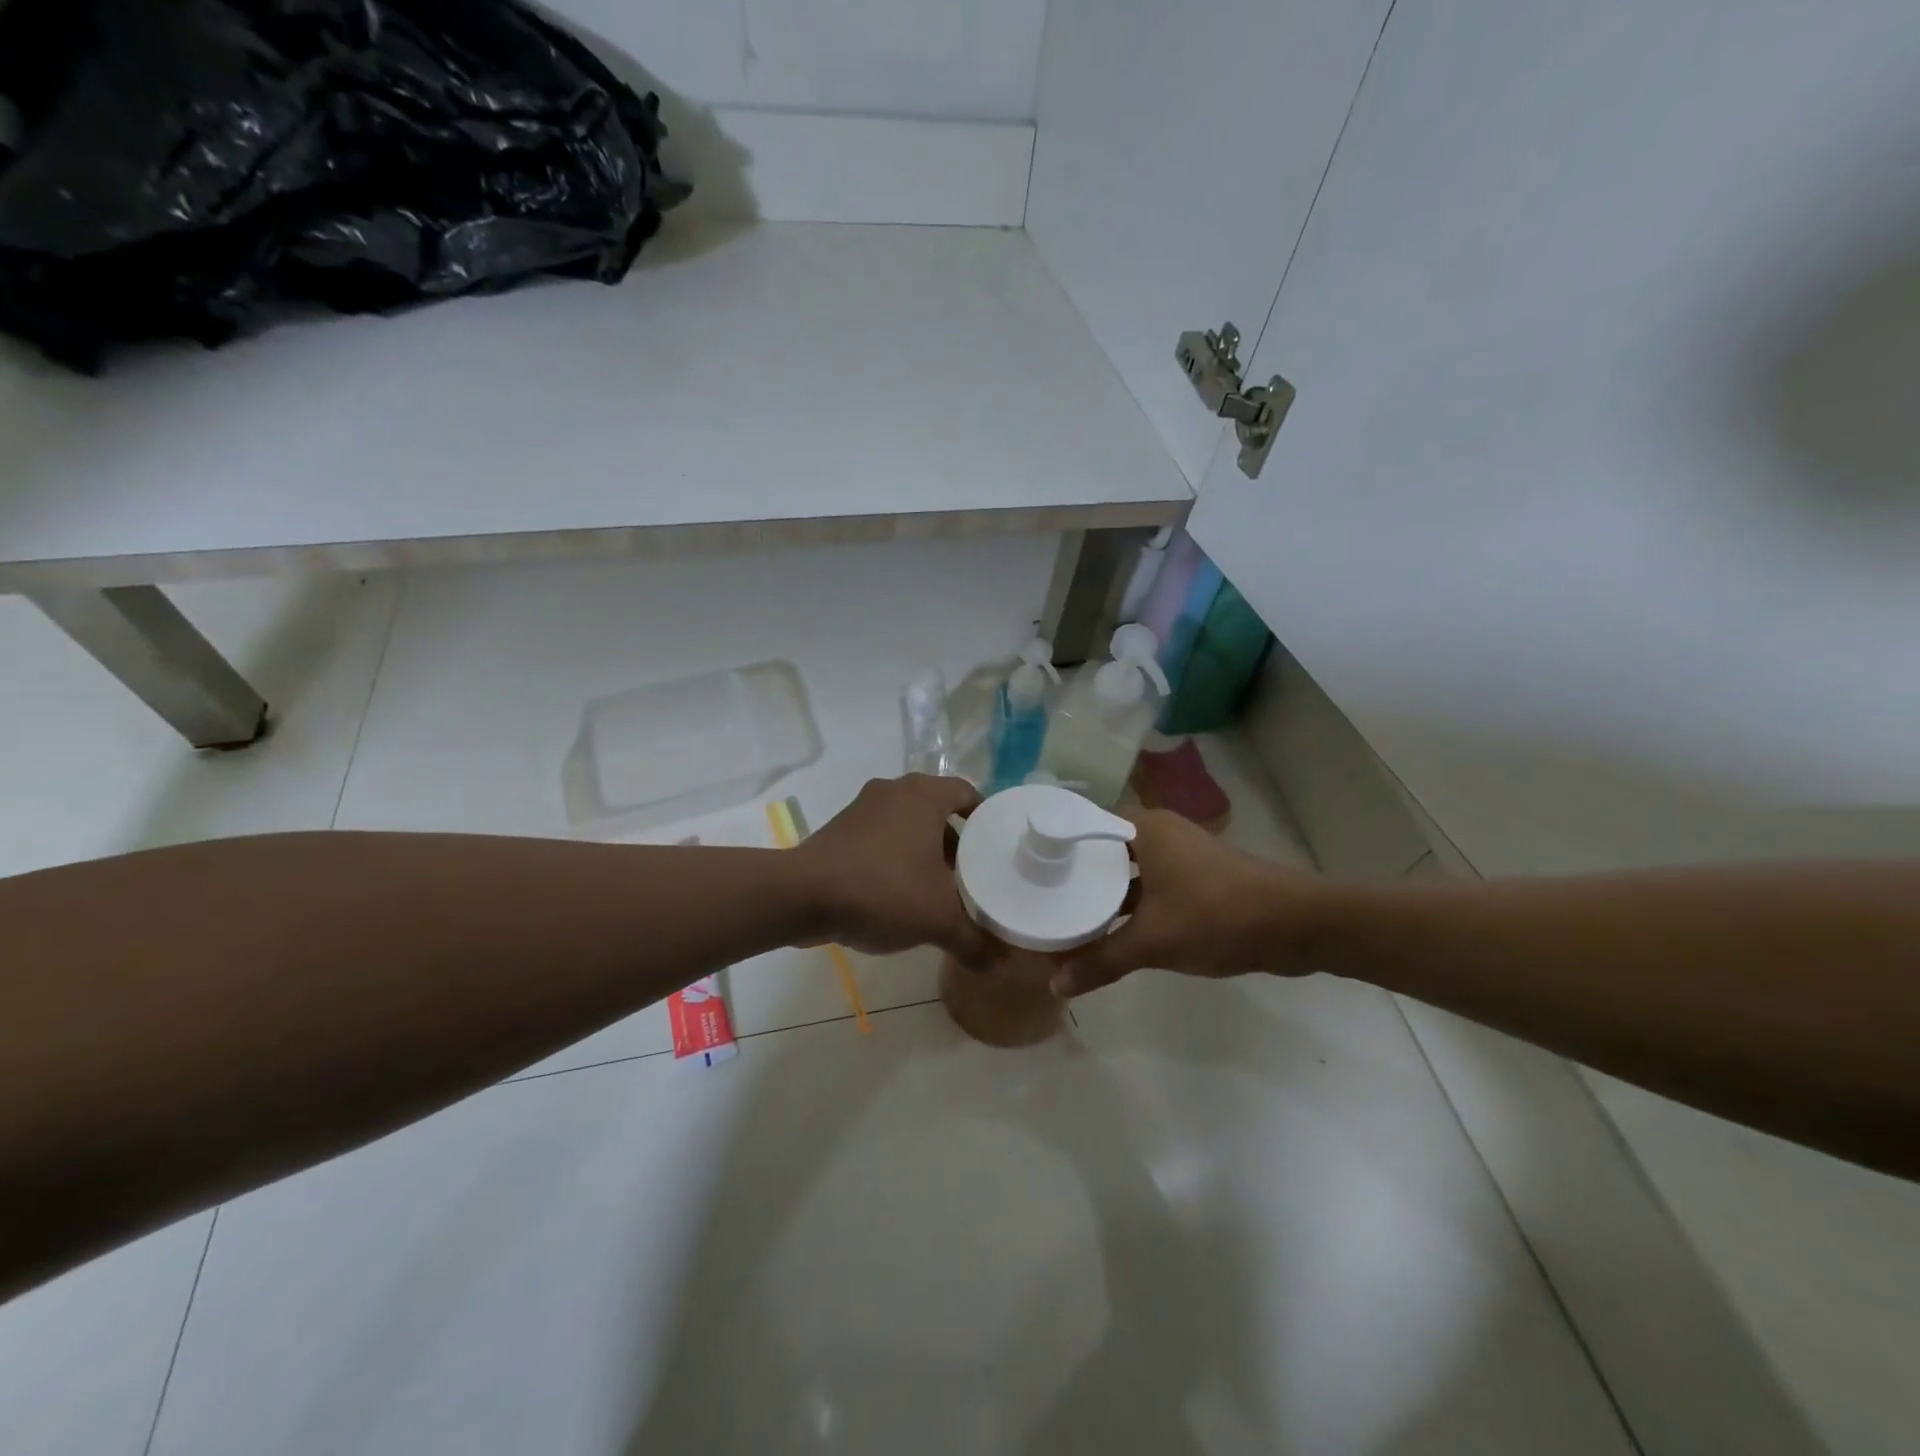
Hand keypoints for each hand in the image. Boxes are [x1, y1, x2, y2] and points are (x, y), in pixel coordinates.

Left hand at [795, 775, 999, 968]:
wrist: (802, 895)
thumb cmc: (883, 890)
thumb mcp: (938, 920)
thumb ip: (974, 941)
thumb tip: (1002, 964)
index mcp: (923, 796)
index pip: (966, 792)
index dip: (984, 816)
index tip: (994, 845)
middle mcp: (893, 791)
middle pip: (936, 810)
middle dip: (954, 842)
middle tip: (969, 875)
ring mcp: (862, 808)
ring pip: (906, 825)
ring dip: (922, 852)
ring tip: (937, 890)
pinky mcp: (838, 830)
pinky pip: (879, 838)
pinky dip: (894, 859)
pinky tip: (899, 895)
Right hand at [1052, 809, 1315, 996]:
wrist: (1297, 925)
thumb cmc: (1217, 915)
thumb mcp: (1152, 941)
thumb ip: (1101, 961)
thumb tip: (1054, 985)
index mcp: (1142, 828)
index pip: (1082, 822)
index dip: (1053, 841)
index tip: (1021, 862)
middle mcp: (1157, 834)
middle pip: (1101, 848)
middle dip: (1073, 872)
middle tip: (1035, 893)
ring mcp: (1178, 857)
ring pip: (1125, 870)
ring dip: (1101, 893)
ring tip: (1062, 914)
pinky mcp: (1194, 880)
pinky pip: (1147, 886)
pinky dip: (1127, 905)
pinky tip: (1106, 929)